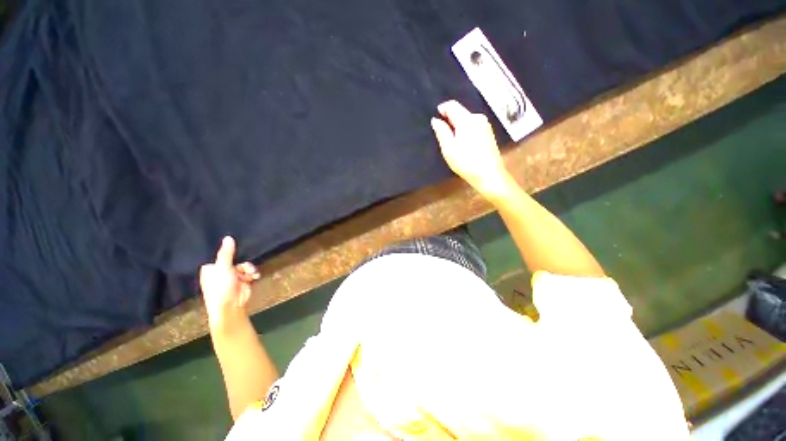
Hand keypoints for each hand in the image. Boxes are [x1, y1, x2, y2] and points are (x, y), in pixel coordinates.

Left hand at [200, 236, 259, 330]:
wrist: (231, 306)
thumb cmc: (221, 288)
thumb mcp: (223, 267)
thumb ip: (226, 253)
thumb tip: (228, 237)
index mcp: (211, 269)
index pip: (221, 256)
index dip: (228, 254)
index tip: (236, 252)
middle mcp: (221, 272)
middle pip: (235, 260)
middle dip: (243, 263)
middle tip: (246, 267)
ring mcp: (232, 277)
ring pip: (244, 266)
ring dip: (249, 269)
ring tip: (251, 274)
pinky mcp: (242, 281)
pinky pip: (249, 273)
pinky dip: (253, 274)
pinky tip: (255, 276)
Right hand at [431, 100, 510, 196]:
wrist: (489, 175)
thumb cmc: (466, 163)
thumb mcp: (449, 149)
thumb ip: (442, 132)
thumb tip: (435, 120)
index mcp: (467, 120)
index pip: (452, 105)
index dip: (442, 108)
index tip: (435, 117)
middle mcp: (478, 118)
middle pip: (460, 112)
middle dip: (449, 118)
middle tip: (441, 131)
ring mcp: (485, 125)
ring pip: (467, 119)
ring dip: (457, 125)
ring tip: (450, 138)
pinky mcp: (488, 132)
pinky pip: (473, 125)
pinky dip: (465, 129)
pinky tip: (462, 142)